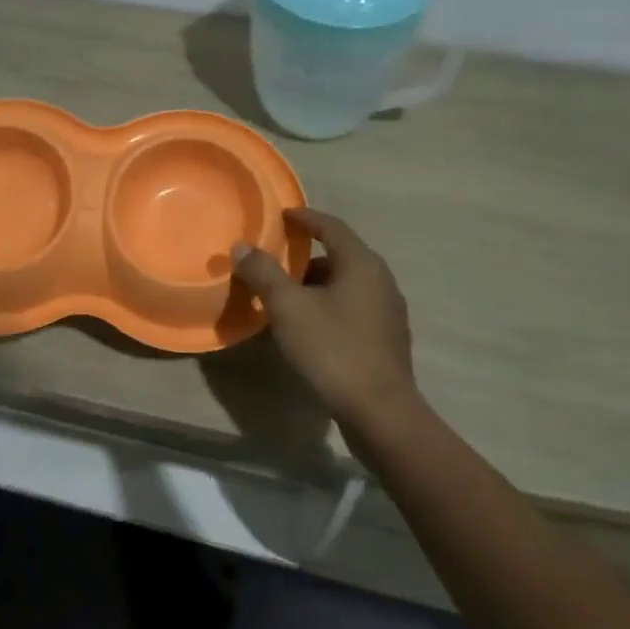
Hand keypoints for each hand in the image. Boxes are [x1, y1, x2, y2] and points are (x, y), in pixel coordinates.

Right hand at [231, 209, 420, 430]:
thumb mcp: (288, 308)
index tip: (281, 215)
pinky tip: (309, 326)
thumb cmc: (333, 349)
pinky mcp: (386, 339)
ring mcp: (388, 311)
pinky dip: (329, 305)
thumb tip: (241, 247)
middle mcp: (381, 280)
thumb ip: (263, 273)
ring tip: (286, 296)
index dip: (304, 218)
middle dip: (307, 255)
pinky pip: (353, 308)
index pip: (331, 226)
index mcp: (361, 263)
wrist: (380, 412)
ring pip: (347, 284)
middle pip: (340, 254)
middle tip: (275, 260)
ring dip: (317, 283)